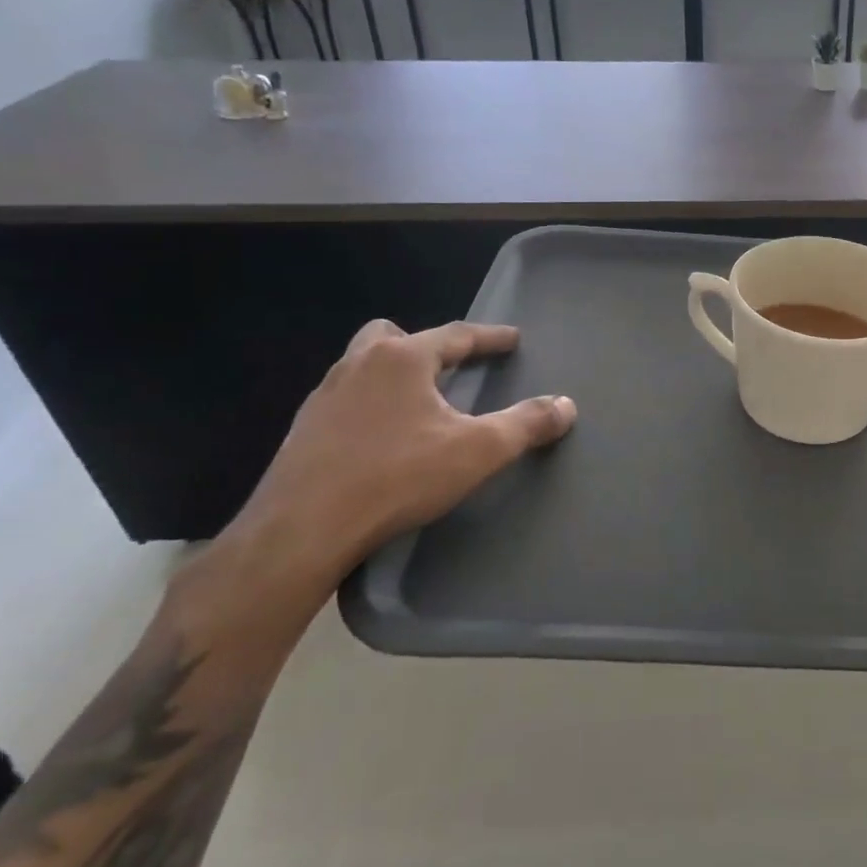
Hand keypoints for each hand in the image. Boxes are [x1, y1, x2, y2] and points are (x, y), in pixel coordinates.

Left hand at [235, 319, 575, 587]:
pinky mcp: (303, 431)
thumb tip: (566, 405)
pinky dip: (370, 406)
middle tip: (449, 367)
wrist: (300, 531)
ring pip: (363, 366)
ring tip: (418, 404)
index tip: (512, 339)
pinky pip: (345, 400)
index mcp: (401, 359)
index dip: (490, 337)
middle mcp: (358, 365)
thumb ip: (526, 424)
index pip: (455, 335)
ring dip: (393, 374)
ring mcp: (323, 397)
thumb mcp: (477, 451)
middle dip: (425, 346)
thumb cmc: (396, 478)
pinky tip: (382, 439)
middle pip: (393, 336)